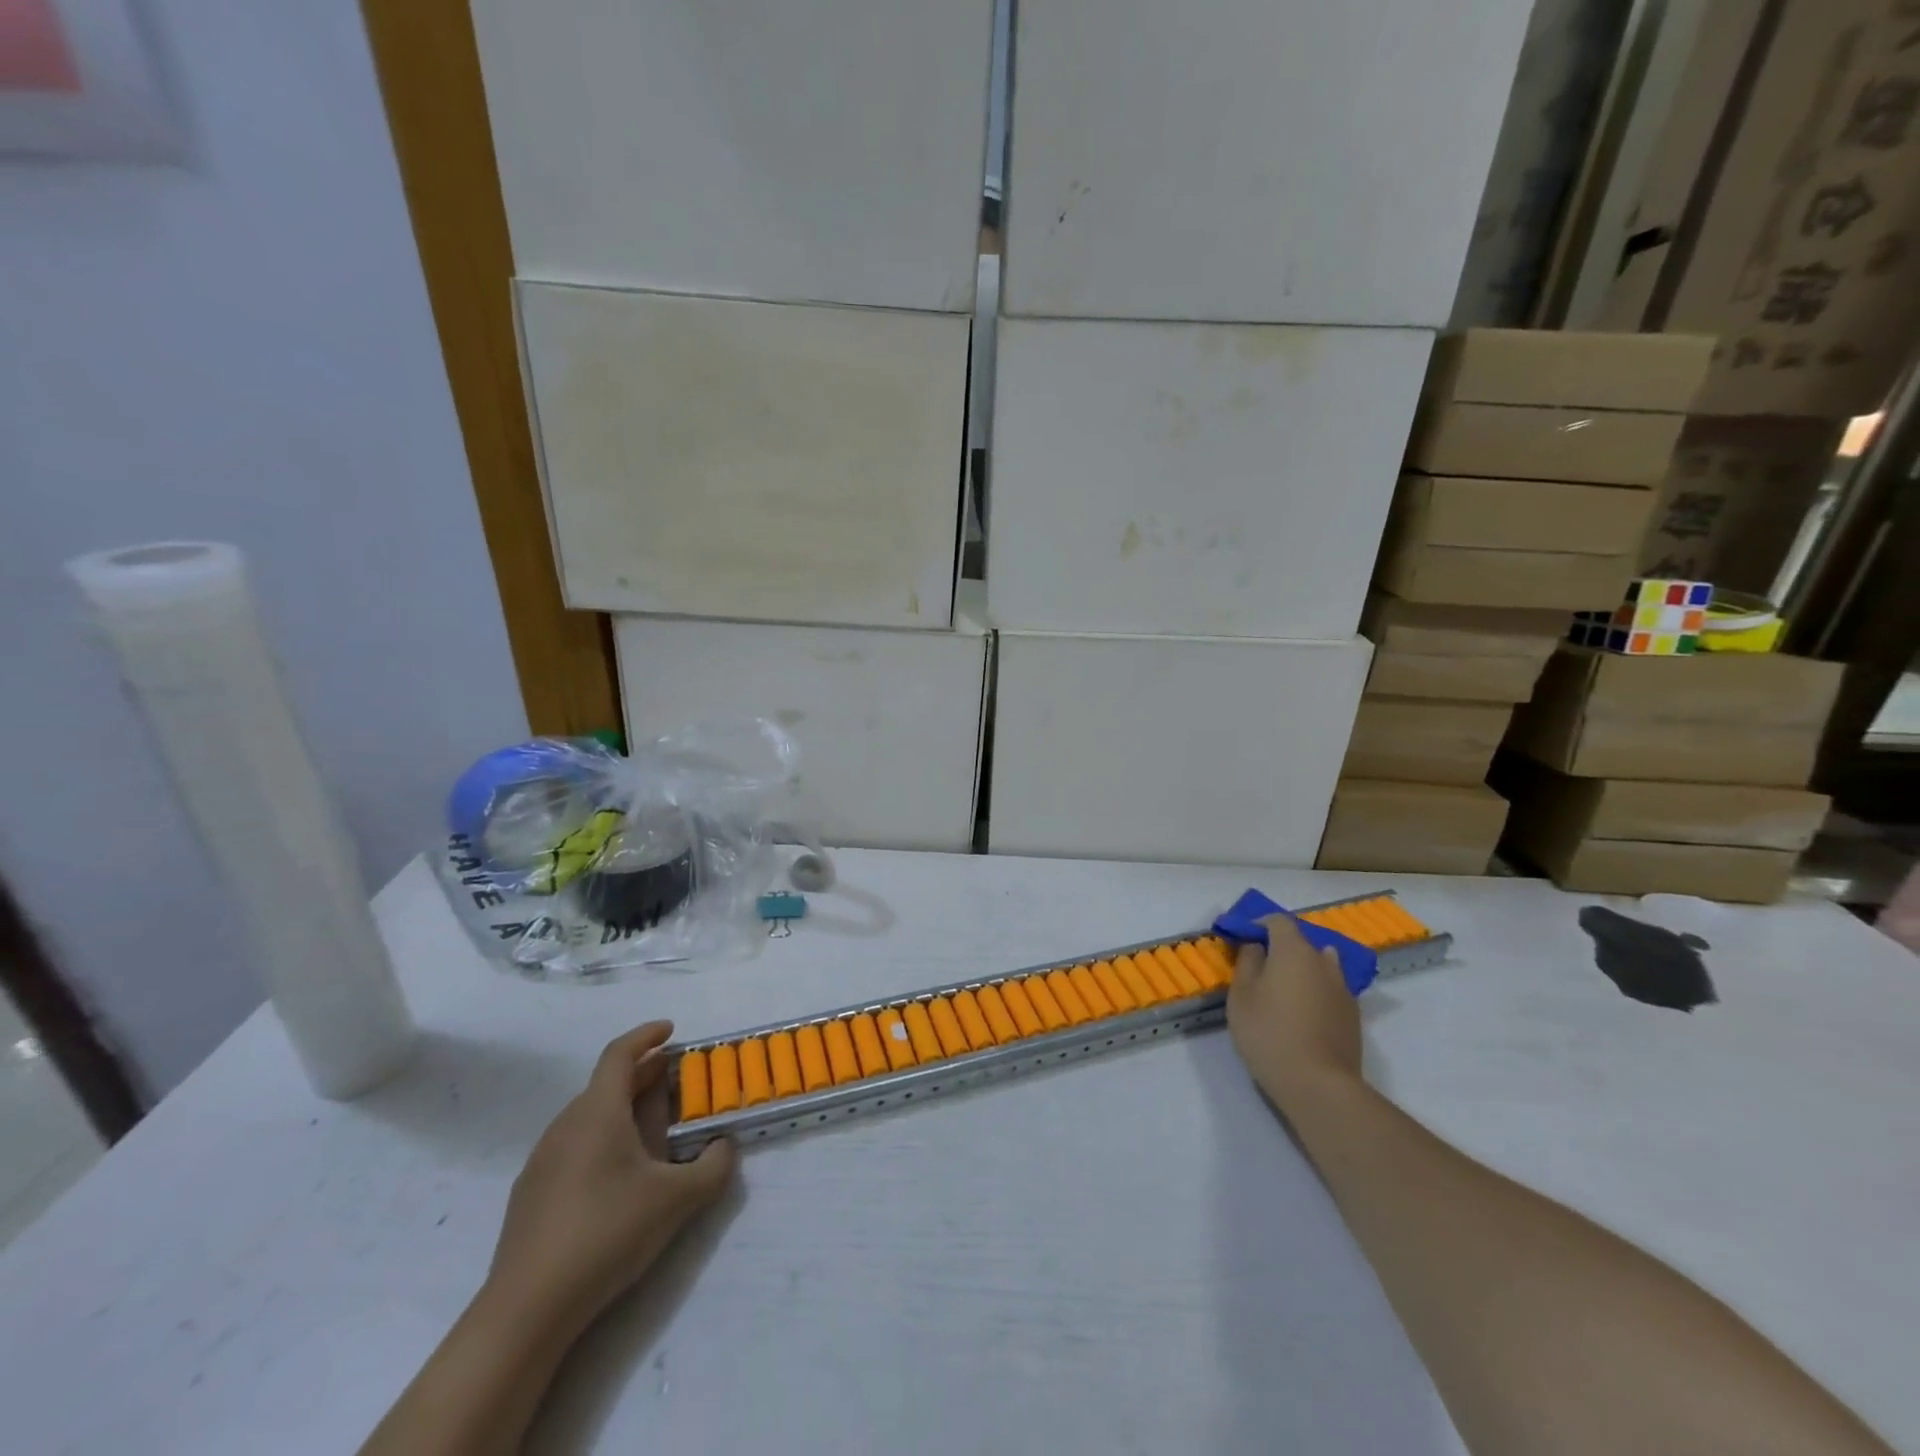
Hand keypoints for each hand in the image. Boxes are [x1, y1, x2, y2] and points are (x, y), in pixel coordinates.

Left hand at [484, 1022, 736, 1330]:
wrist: (526, 1310)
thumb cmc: (607, 1233)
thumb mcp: (677, 1199)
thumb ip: (713, 1167)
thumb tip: (725, 1146)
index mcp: (597, 1112)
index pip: (620, 1054)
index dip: (646, 1036)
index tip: (671, 1030)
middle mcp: (566, 1125)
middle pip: (606, 1084)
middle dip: (643, 1075)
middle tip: (675, 1080)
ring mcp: (542, 1161)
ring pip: (588, 1117)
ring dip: (623, 1109)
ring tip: (653, 1130)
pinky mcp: (531, 1195)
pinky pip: (574, 1147)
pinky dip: (602, 1140)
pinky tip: (619, 1176)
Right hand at [1226, 913, 1362, 1110]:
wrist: (1319, 1084)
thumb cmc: (1269, 1033)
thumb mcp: (1241, 995)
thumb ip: (1247, 962)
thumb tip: (1256, 946)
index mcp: (1294, 951)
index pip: (1277, 921)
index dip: (1258, 924)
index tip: (1242, 939)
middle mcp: (1323, 962)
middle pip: (1301, 942)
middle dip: (1279, 948)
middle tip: (1258, 969)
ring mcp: (1343, 989)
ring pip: (1320, 966)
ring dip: (1301, 969)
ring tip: (1283, 991)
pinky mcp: (1353, 1015)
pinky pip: (1330, 989)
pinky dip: (1315, 991)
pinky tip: (1302, 1014)